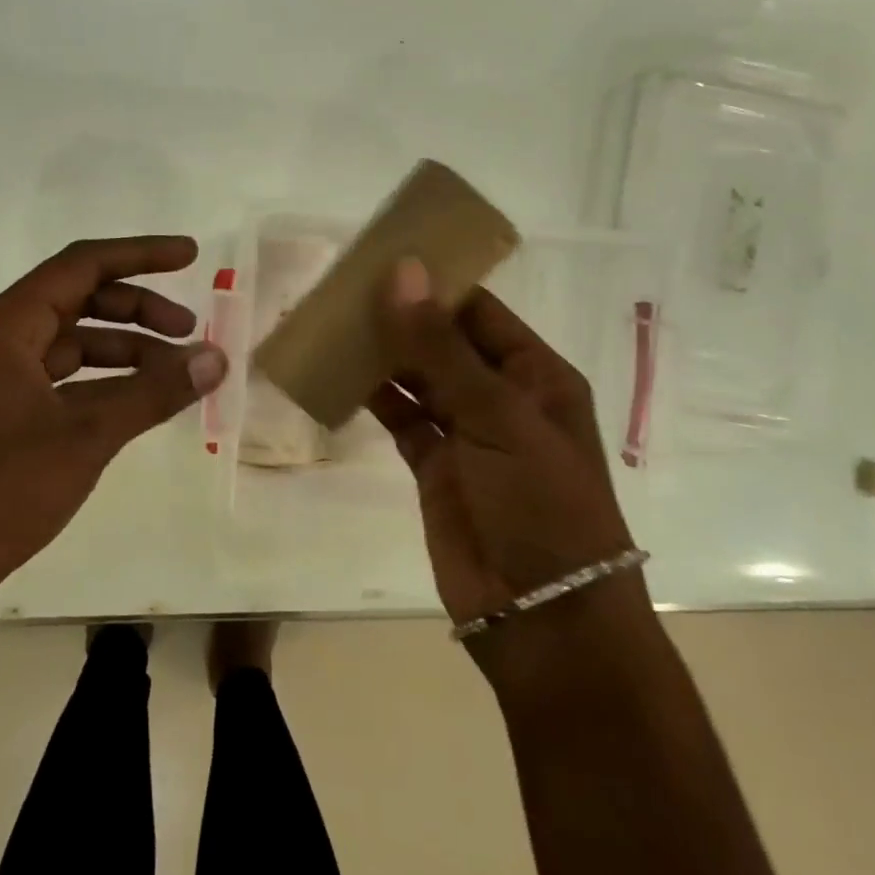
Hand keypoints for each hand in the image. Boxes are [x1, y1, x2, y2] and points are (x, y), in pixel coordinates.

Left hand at [0, 236, 227, 619]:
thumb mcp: (85, 436)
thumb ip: (153, 392)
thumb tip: (216, 359)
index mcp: (7, 325)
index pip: (84, 265)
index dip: (141, 255)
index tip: (190, 256)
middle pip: (80, 300)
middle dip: (139, 310)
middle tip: (189, 332)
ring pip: (72, 343)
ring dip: (125, 351)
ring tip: (175, 374)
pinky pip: (61, 379)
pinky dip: (102, 383)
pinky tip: (136, 402)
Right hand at [366, 258, 641, 630]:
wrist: (543, 618)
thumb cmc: (539, 502)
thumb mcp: (496, 416)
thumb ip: (440, 346)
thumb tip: (402, 271)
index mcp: (534, 374)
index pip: (478, 310)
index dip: (434, 282)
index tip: (381, 256)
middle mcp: (500, 396)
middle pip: (442, 340)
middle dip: (399, 315)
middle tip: (342, 285)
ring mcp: (464, 431)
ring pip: (416, 377)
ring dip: (381, 353)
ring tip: (331, 321)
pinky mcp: (433, 465)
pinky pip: (399, 417)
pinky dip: (370, 396)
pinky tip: (336, 374)